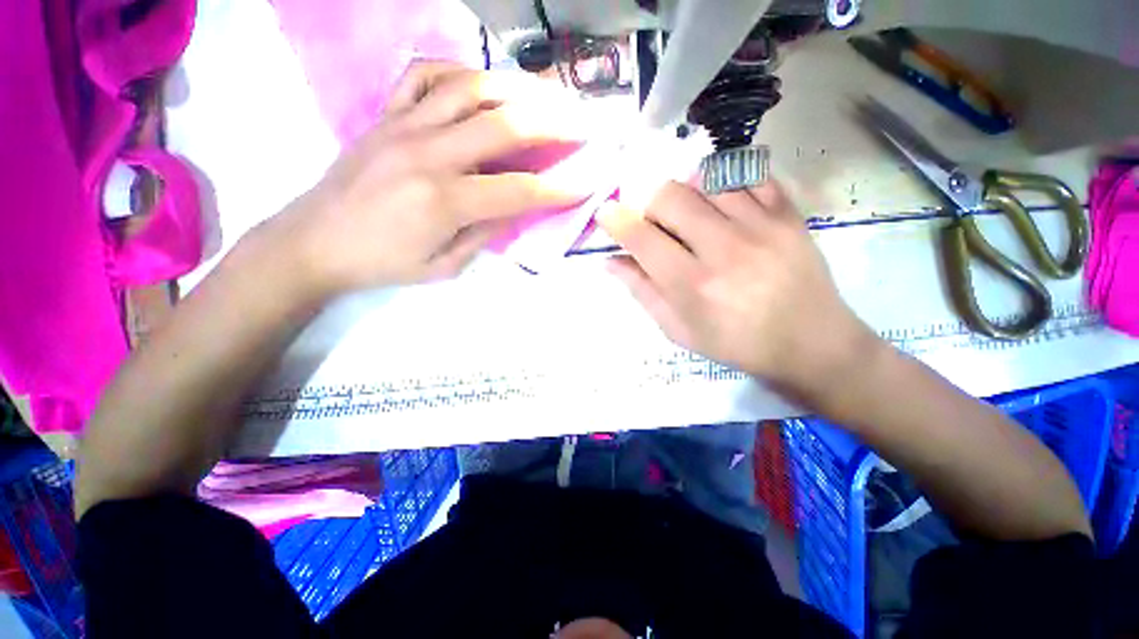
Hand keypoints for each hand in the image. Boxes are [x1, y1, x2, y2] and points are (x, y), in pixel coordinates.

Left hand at [275, 61, 590, 295]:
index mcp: (444, 201)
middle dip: (553, 123)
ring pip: (471, 87)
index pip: (518, 190)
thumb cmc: (383, 263)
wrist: (314, 241)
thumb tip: (517, 206)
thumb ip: (485, 232)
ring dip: (517, 87)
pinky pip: (427, 76)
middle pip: (504, 125)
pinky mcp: (387, 114)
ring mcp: (404, 125)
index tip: (587, 182)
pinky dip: (461, 72)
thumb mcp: (444, 266)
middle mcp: (428, 153)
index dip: (558, 189)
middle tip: (582, 123)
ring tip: (545, 95)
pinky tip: (482, 84)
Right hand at [598, 181, 878, 398]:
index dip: (616, 221)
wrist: (811, 343)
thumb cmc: (736, 343)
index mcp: (692, 285)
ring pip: (705, 179)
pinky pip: (748, 175)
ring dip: (687, 194)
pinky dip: (726, 183)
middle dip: (651, 206)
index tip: (606, 213)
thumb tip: (610, 261)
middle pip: (669, 196)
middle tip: (658, 226)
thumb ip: (643, 291)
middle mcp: (723, 249)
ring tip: (693, 217)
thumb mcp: (679, 330)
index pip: (642, 238)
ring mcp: (760, 226)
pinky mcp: (788, 214)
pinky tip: (723, 206)